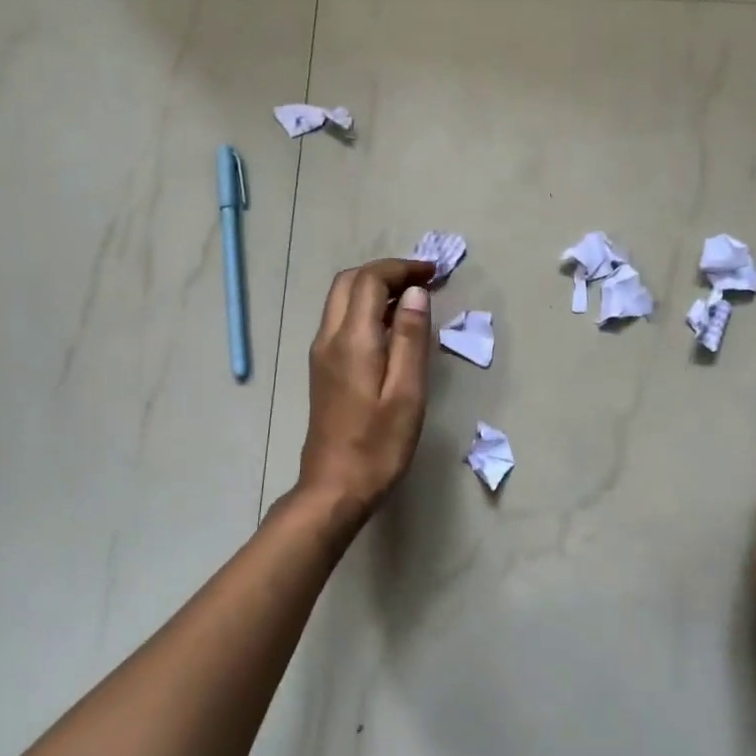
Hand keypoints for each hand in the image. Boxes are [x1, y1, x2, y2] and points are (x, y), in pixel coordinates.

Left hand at [297, 258, 435, 520]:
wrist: (334, 487)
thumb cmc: (378, 446)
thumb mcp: (407, 393)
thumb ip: (411, 339)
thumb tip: (416, 293)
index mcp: (352, 340)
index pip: (370, 280)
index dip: (402, 268)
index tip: (434, 272)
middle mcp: (329, 338)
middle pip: (349, 282)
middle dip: (386, 271)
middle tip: (423, 280)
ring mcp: (321, 353)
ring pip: (341, 299)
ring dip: (374, 287)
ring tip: (413, 299)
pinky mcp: (322, 369)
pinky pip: (341, 320)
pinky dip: (365, 308)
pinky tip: (392, 328)